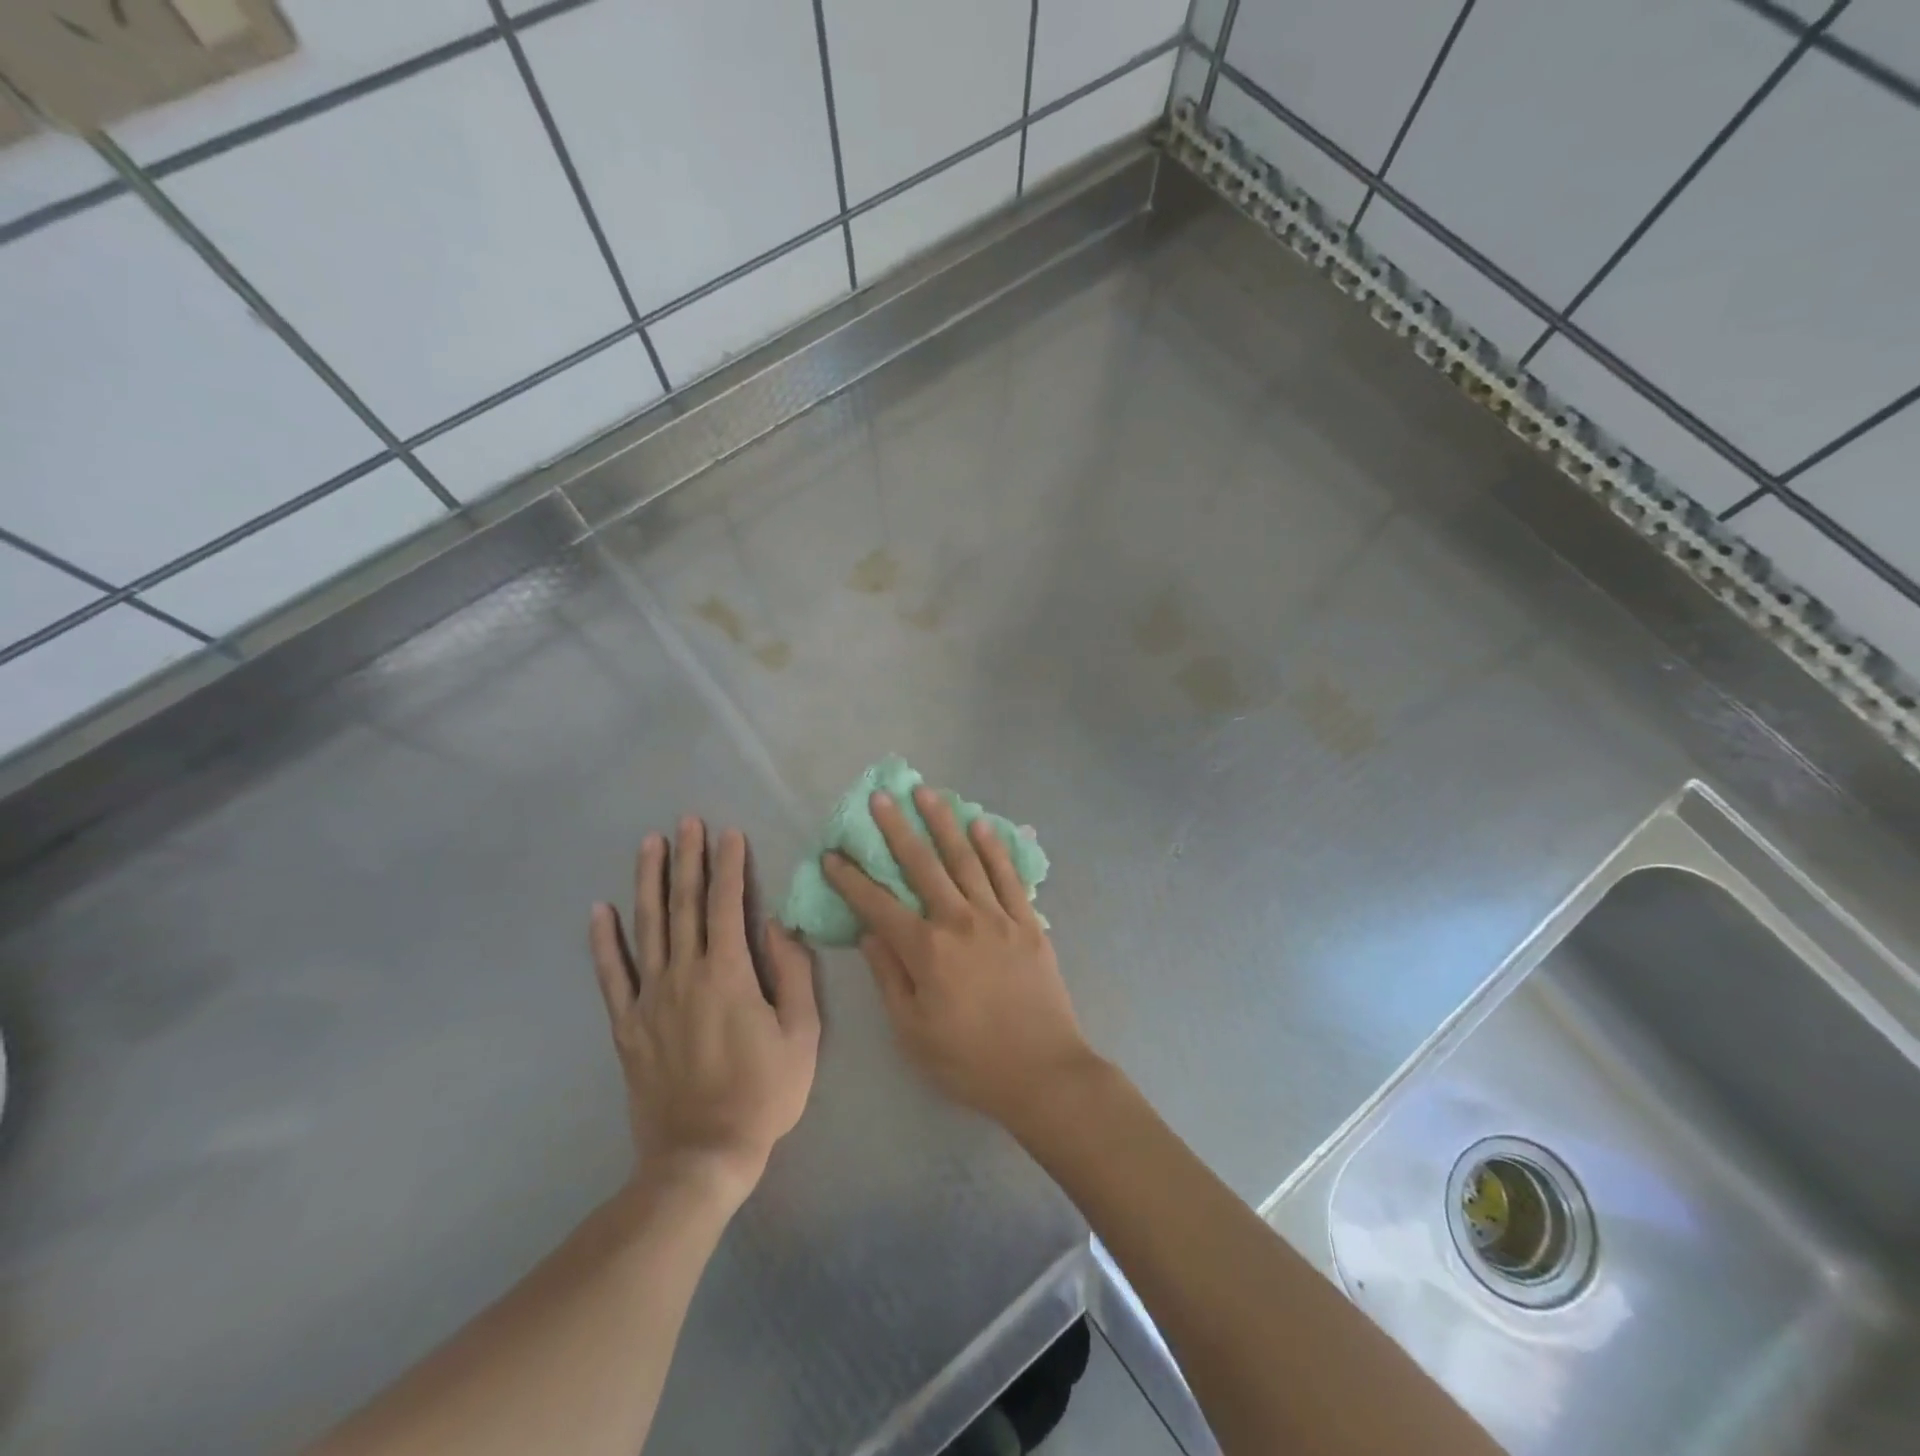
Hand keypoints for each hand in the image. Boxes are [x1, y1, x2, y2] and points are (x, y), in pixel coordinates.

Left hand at [590, 819, 819, 1208]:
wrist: (701, 1156)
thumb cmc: (763, 1094)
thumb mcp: (802, 1035)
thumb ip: (794, 974)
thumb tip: (779, 925)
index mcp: (729, 975)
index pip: (726, 905)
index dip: (729, 866)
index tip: (730, 833)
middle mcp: (684, 976)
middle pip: (684, 905)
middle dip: (688, 859)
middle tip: (687, 821)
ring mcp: (649, 999)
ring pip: (647, 927)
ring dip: (648, 881)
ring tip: (649, 844)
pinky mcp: (627, 1026)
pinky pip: (612, 975)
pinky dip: (604, 941)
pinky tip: (600, 910)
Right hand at [821, 786, 1098, 1129]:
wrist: (1043, 1073)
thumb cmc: (969, 1061)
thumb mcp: (912, 1031)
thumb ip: (889, 977)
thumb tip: (870, 932)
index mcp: (926, 951)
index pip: (878, 905)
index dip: (852, 879)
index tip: (833, 854)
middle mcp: (959, 921)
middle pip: (922, 865)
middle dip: (897, 829)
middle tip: (881, 797)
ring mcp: (997, 917)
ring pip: (965, 859)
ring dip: (944, 823)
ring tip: (927, 793)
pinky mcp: (1028, 922)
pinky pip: (1008, 876)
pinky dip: (994, 848)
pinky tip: (981, 824)